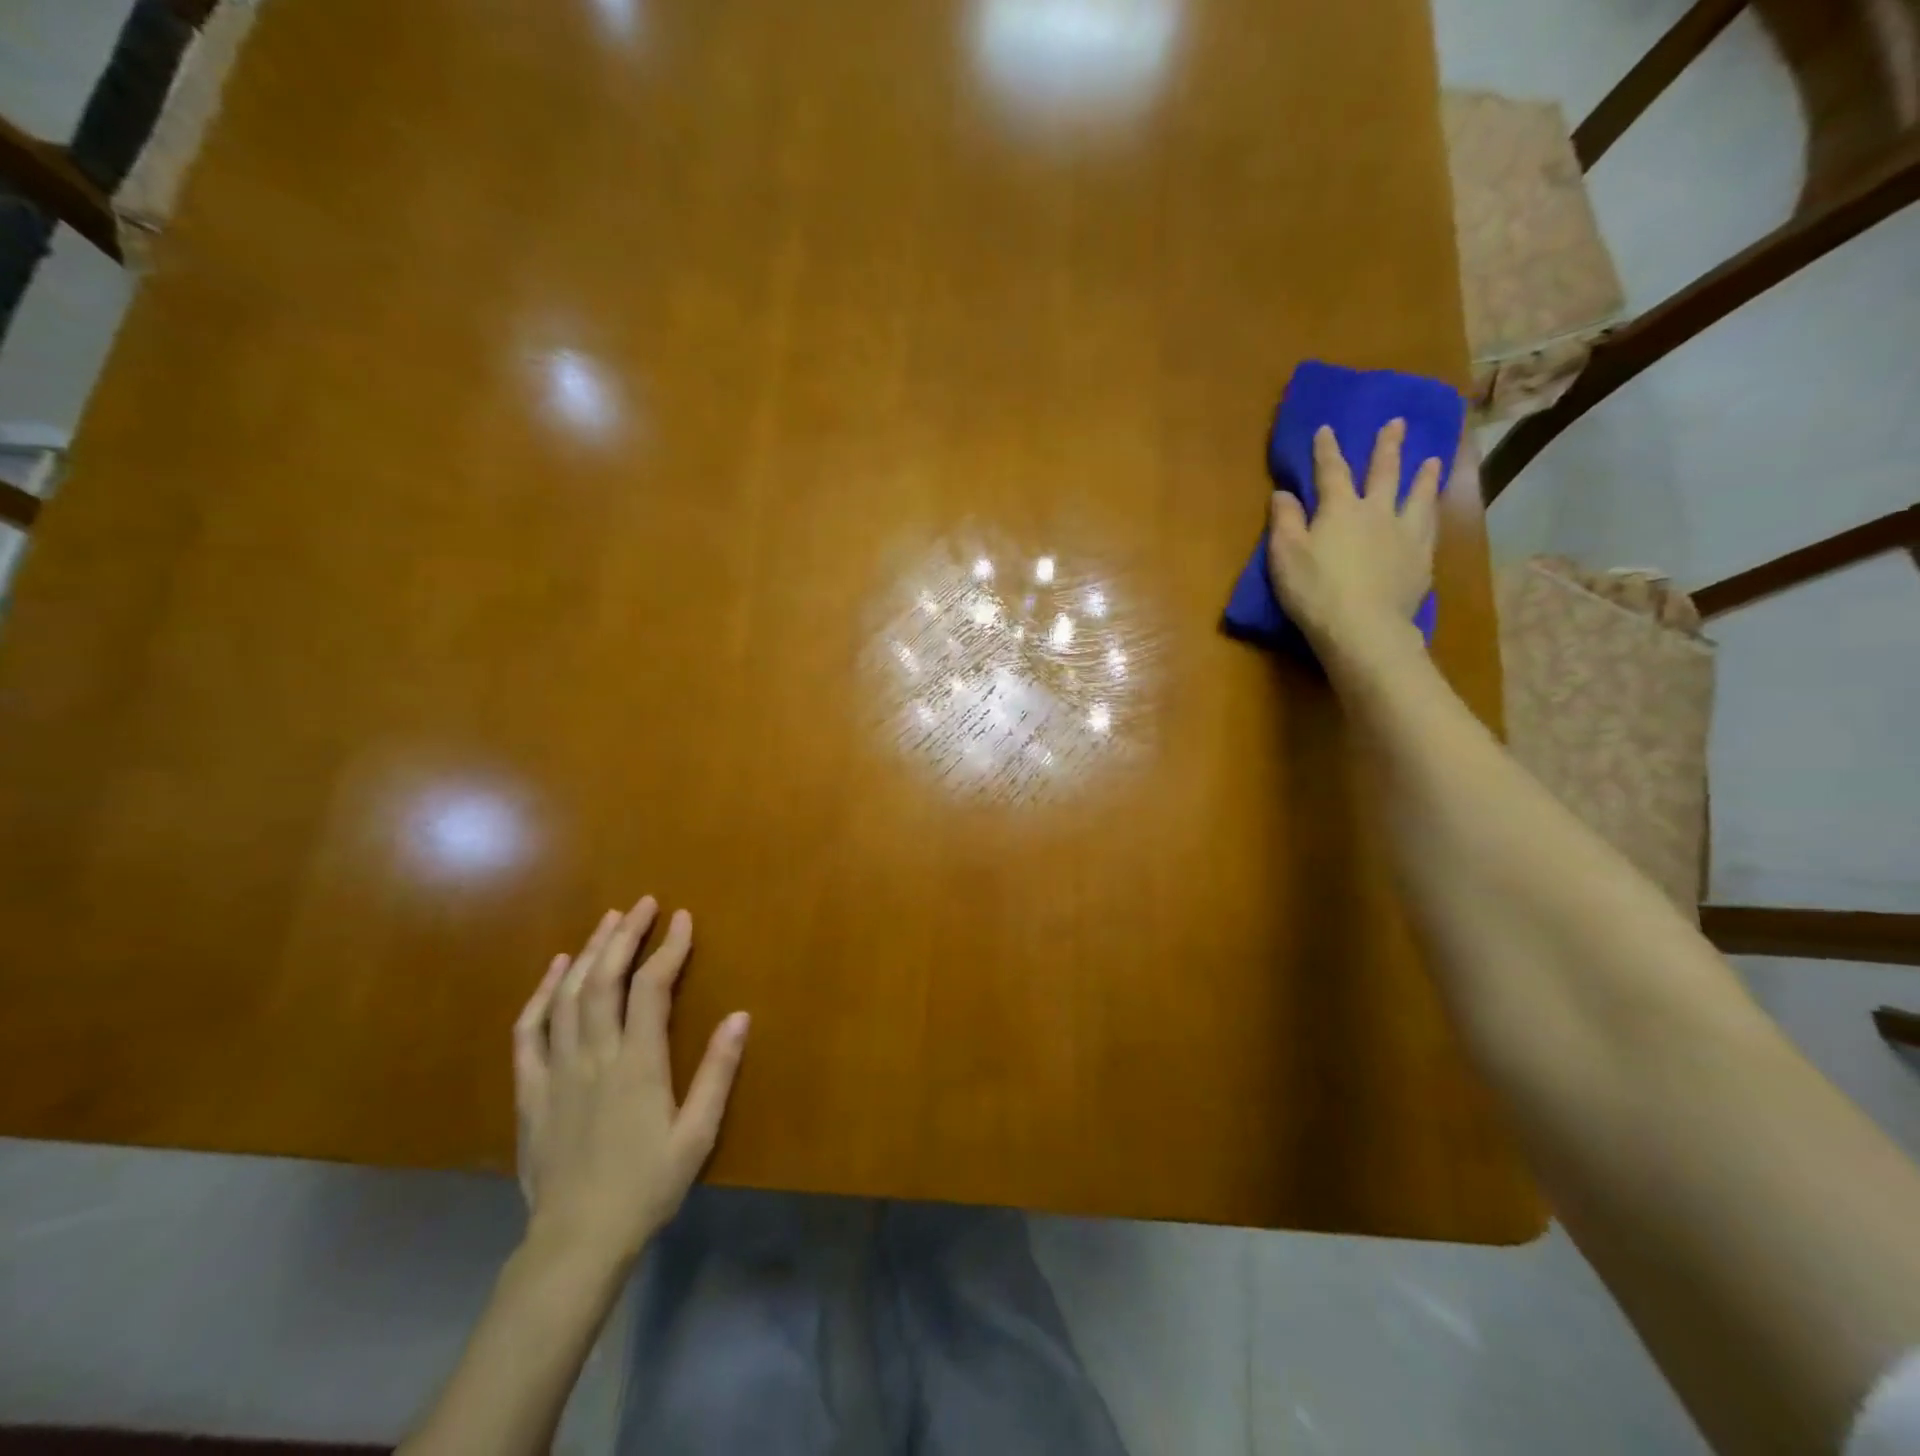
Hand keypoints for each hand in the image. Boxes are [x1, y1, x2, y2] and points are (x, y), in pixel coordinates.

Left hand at [514, 896, 749, 1268]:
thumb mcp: (697, 1134)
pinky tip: (557, 968)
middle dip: (626, 935)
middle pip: (606, 979)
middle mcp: (594, 1056)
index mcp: (637, 1065)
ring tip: (609, 920)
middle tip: (643, 904)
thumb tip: (741, 1016)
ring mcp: (556, 1071)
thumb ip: (717, 1072)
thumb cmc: (646, 1187)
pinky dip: (542, 993)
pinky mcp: (530, 1090)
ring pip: (569, 996)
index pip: (652, 988)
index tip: (682, 919)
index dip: (668, 948)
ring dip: (590, 952)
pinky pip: (530, 1030)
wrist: (576, 1243)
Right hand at [1267, 420, 1443, 662]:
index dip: (1327, 449)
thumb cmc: (1315, 591)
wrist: (1364, 628)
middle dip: (1388, 447)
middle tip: (1398, 423)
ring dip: (1424, 476)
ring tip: (1432, 460)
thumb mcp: (1285, 555)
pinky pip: (1431, 528)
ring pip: (1418, 496)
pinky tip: (1435, 512)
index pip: (1332, 471)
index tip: (1328, 428)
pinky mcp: (1421, 561)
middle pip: (1384, 473)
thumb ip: (1285, 521)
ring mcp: (1405, 535)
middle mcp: (1378, 512)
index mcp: (1340, 509)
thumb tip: (1284, 492)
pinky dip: (1432, 514)